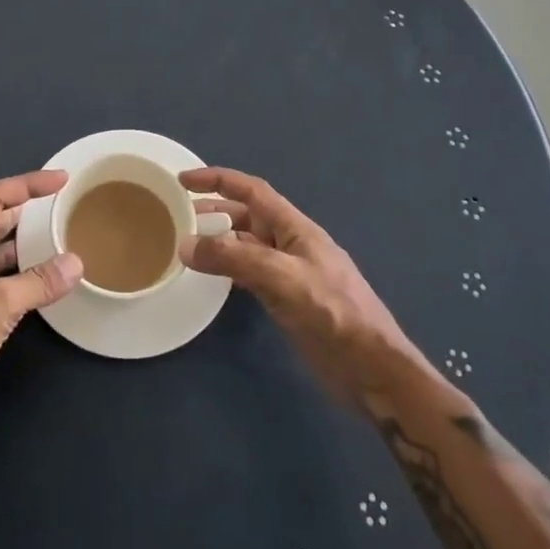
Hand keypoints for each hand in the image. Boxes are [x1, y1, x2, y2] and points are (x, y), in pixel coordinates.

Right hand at [178, 167, 414, 403]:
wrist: (372, 369)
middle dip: (214, 211)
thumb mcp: (282, 278)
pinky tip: (212, 279)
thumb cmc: (333, 313)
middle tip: (177, 218)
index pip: (252, 191)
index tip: (184, 181)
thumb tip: (185, 244)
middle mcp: (290, 244)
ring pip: (247, 246)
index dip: (218, 180)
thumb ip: (234, 258)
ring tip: (187, 248)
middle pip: (247, 216)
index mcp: (295, 227)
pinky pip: (250, 273)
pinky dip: (229, 269)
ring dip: (219, 242)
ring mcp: (290, 273)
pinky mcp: (288, 301)